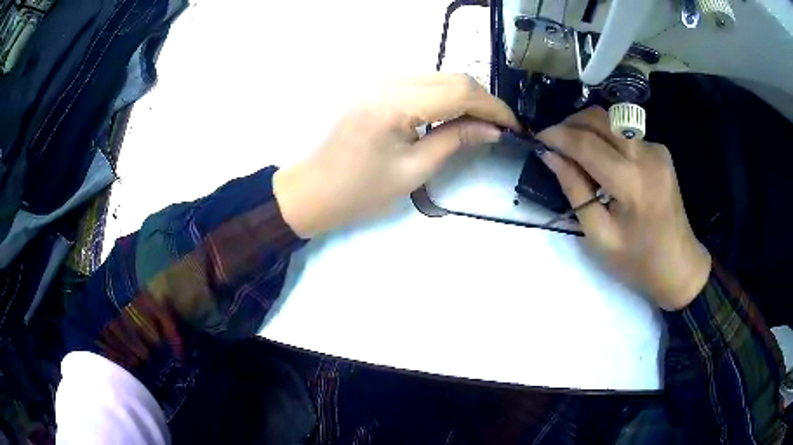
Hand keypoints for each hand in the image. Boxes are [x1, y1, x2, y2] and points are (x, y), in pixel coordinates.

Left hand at [273, 73, 520, 237]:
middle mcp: (388, 81)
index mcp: (395, 104)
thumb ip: (456, 140)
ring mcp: (380, 81)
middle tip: (501, 126)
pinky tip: (456, 113)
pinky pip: (423, 82)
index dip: (493, 107)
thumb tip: (493, 130)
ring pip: (440, 76)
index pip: (460, 92)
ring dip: (466, 96)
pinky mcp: (377, 87)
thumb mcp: (414, 170)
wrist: (315, 190)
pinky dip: (446, 95)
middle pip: (452, 77)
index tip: (514, 126)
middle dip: (483, 100)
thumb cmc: (361, 191)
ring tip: (483, 122)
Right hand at [536, 107, 711, 309]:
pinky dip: (606, 137)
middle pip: (600, 119)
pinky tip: (602, 158)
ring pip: (612, 120)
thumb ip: (575, 190)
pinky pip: (625, 133)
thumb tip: (551, 156)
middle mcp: (646, 155)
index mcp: (631, 182)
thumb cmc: (637, 261)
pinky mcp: (661, 151)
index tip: (537, 138)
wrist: (679, 266)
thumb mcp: (599, 235)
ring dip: (587, 127)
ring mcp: (657, 150)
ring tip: (573, 148)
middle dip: (570, 123)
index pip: (586, 143)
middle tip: (554, 142)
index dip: (558, 136)